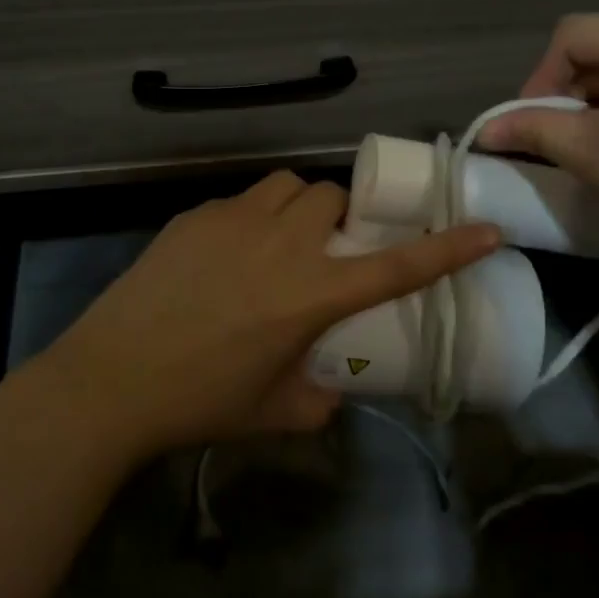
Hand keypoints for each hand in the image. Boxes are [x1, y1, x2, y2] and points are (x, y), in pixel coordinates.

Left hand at [35, 172, 499, 458]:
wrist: (112, 378)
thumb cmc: (200, 401)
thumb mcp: (275, 411)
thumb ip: (319, 397)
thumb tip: (332, 386)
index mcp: (310, 294)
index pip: (395, 267)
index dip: (446, 248)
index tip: (486, 228)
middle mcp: (280, 244)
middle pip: (331, 197)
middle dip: (339, 218)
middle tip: (325, 251)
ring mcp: (233, 221)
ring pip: (286, 185)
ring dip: (296, 206)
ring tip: (280, 240)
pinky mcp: (195, 215)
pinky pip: (240, 201)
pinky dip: (250, 218)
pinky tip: (226, 254)